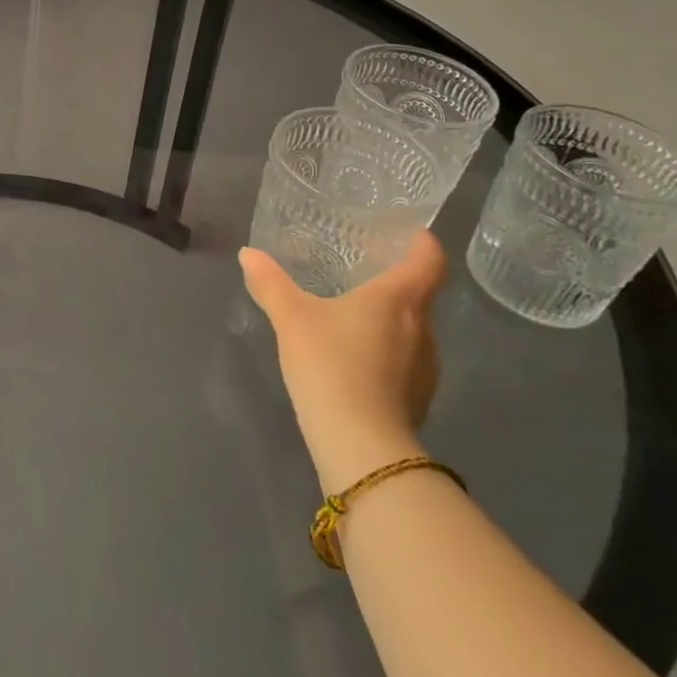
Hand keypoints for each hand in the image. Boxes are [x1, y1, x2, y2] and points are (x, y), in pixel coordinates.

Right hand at [239, 232, 444, 490]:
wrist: (360, 443)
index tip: (413, 234)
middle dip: (398, 283)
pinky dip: (388, 353)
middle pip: (421, 296)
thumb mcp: (291, 317)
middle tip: (366, 272)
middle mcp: (423, 329)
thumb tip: (248, 254)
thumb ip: (270, 283)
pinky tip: (358, 361)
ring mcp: (426, 368)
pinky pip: (407, 362)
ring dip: (392, 321)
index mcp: (398, 300)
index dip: (424, 244)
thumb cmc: (330, 363)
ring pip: (415, 331)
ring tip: (358, 317)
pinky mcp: (418, 399)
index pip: (428, 262)